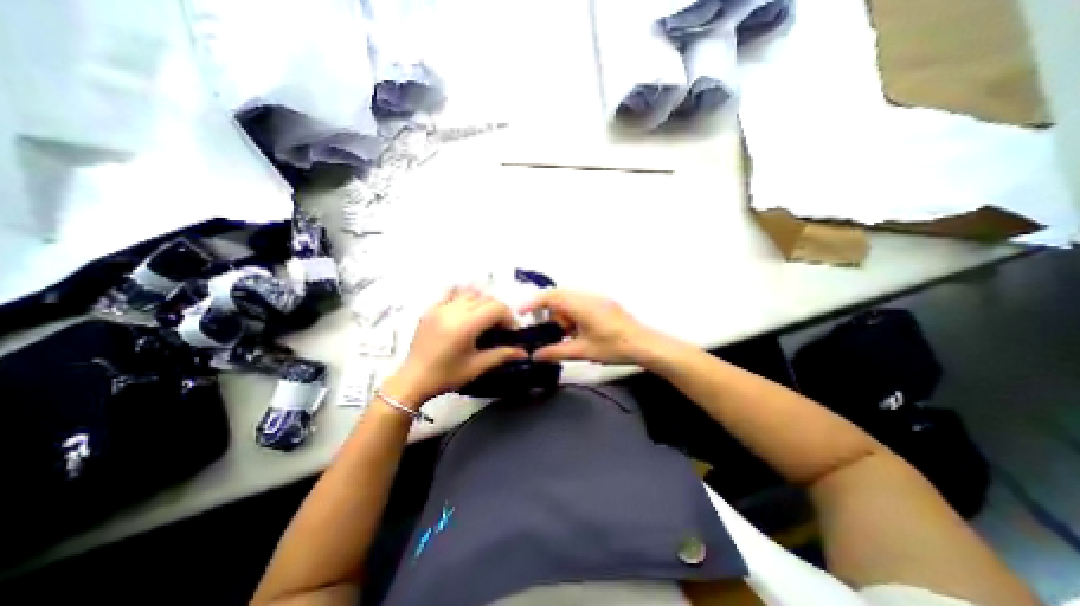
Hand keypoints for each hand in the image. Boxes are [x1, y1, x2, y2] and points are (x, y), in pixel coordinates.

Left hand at [382, 286, 529, 405]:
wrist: (413, 380)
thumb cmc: (446, 376)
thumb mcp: (477, 366)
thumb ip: (502, 355)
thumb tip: (525, 352)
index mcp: (465, 325)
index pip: (496, 308)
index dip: (508, 317)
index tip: (510, 331)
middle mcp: (453, 310)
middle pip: (485, 298)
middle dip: (498, 310)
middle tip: (499, 327)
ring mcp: (440, 307)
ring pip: (470, 293)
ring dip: (482, 302)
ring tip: (483, 318)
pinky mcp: (431, 308)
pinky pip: (451, 293)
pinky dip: (463, 296)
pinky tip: (466, 309)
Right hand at [517, 290, 658, 364]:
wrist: (645, 344)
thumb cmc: (615, 346)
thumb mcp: (582, 351)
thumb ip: (556, 352)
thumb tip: (536, 355)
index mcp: (581, 305)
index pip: (550, 297)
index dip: (532, 303)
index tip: (520, 313)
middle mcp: (588, 297)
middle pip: (558, 297)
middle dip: (550, 313)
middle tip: (551, 331)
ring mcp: (597, 298)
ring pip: (569, 300)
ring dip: (563, 314)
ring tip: (568, 334)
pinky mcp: (603, 303)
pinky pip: (580, 303)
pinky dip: (573, 314)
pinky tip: (579, 331)